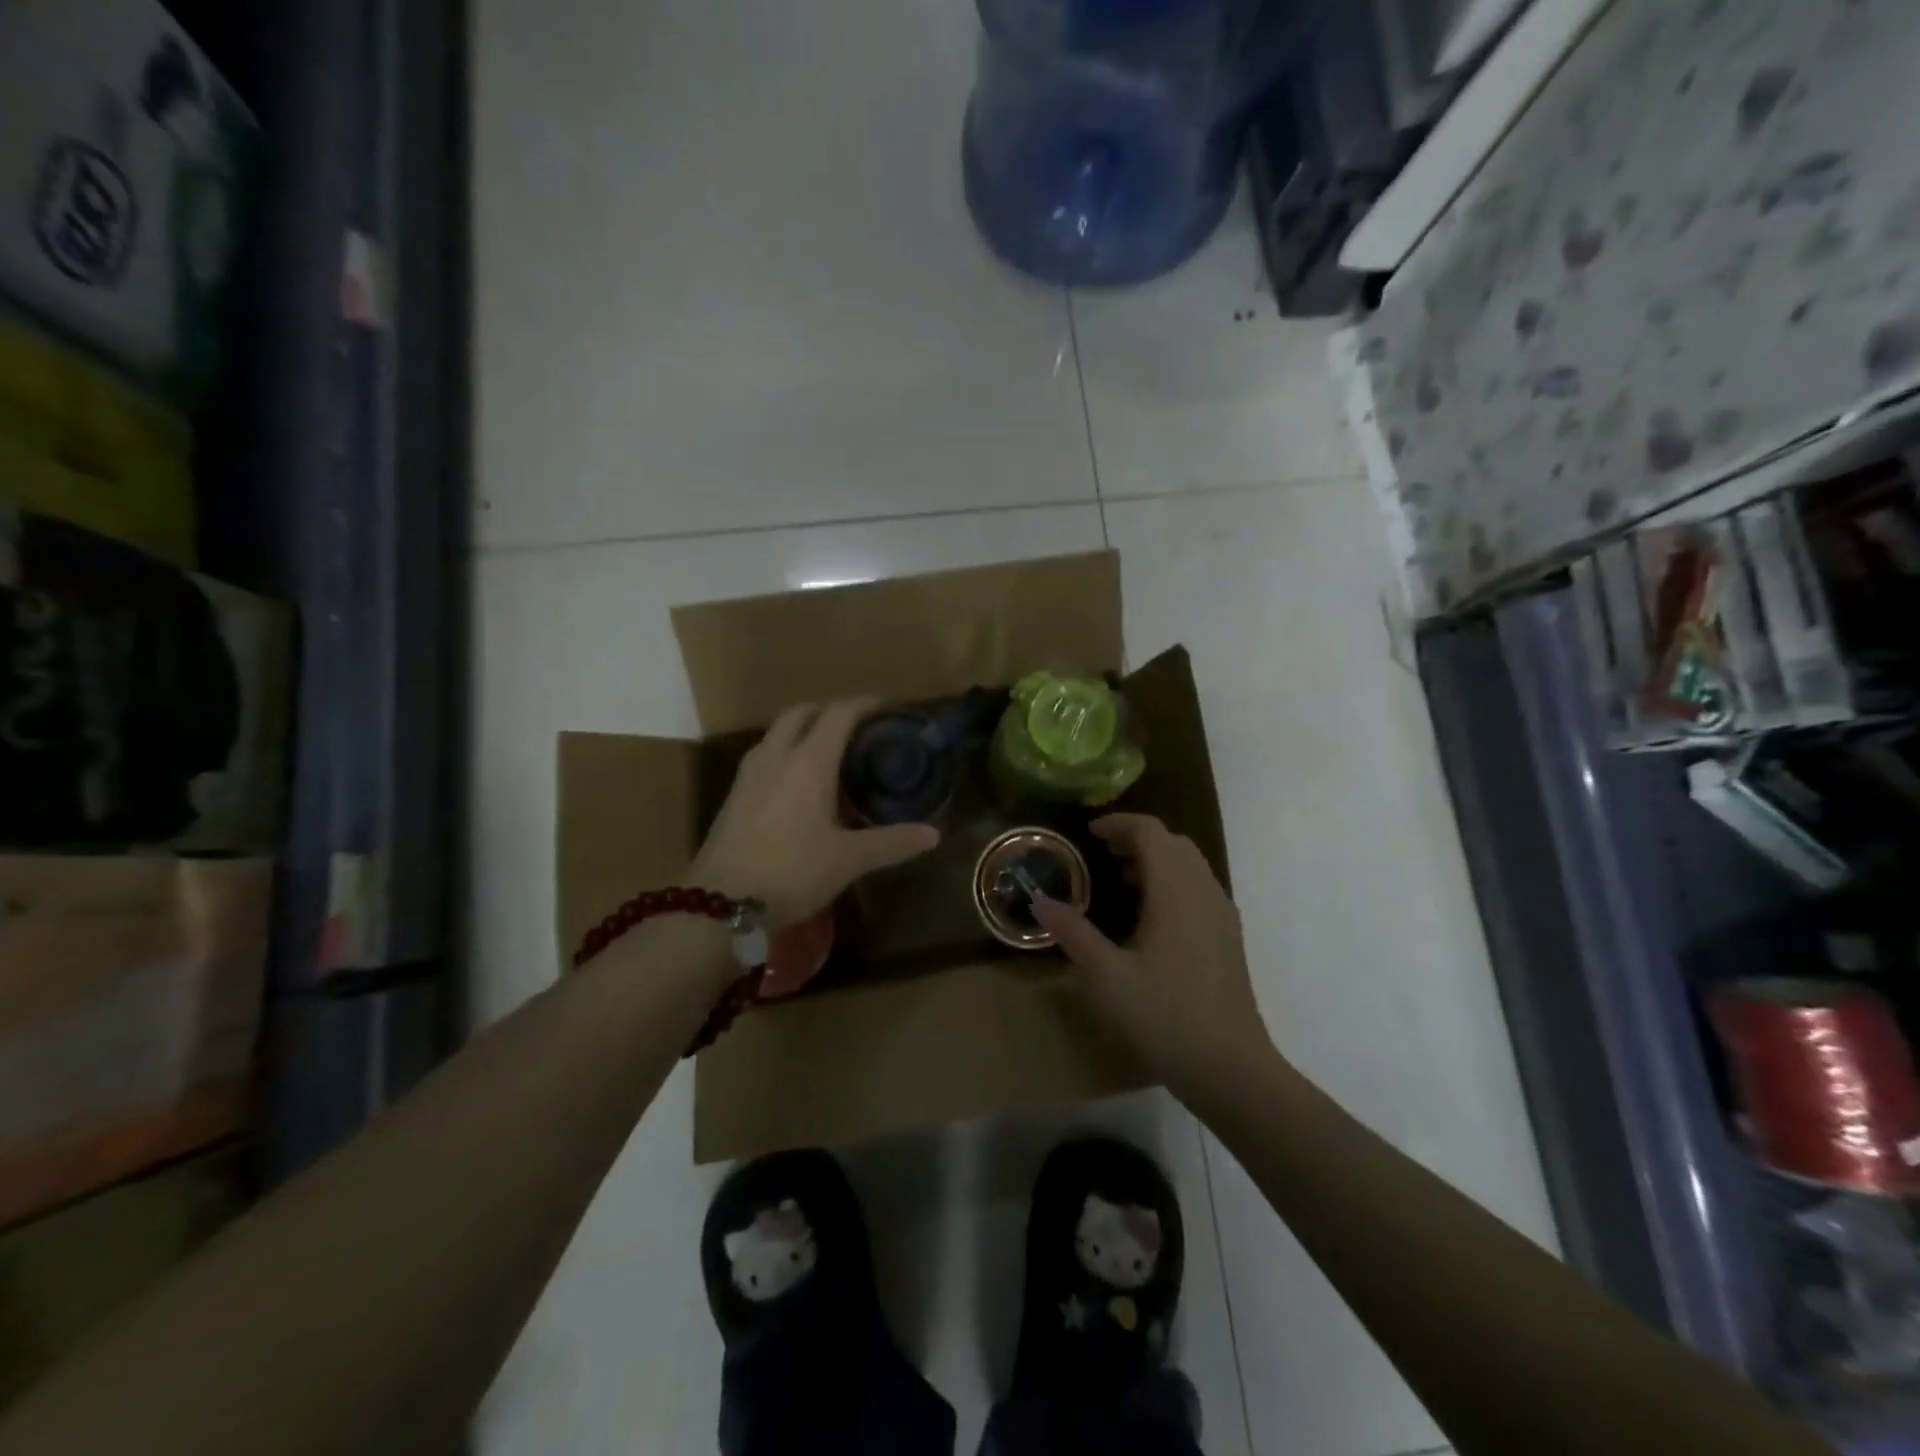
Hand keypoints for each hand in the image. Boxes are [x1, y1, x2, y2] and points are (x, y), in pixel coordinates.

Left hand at [691, 698, 939, 924]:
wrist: (719, 904)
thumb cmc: (791, 872)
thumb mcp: (848, 860)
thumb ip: (892, 842)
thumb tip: (933, 835)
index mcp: (808, 762)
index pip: (839, 713)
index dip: (865, 704)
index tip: (887, 708)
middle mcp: (776, 756)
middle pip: (802, 712)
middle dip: (830, 711)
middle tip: (857, 730)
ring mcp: (749, 773)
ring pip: (778, 732)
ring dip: (803, 730)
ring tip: (829, 753)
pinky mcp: (734, 794)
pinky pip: (765, 754)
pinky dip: (785, 752)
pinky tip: (797, 784)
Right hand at [1030, 814, 1274, 1099]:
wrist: (1230, 1068)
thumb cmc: (1164, 1015)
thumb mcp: (1106, 976)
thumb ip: (1072, 932)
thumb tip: (1038, 900)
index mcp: (1176, 891)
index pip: (1151, 832)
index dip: (1118, 824)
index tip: (1089, 833)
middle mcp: (1204, 891)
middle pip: (1173, 843)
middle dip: (1137, 839)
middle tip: (1101, 854)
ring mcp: (1221, 914)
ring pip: (1189, 865)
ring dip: (1156, 860)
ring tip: (1120, 881)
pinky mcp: (1227, 937)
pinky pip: (1198, 888)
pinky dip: (1172, 882)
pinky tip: (1149, 917)